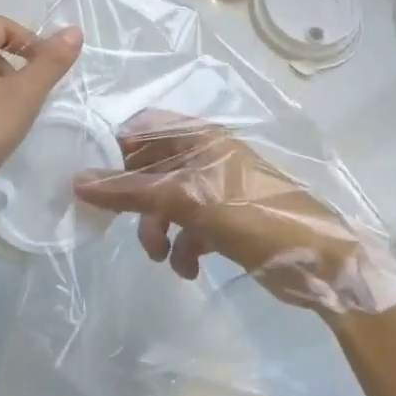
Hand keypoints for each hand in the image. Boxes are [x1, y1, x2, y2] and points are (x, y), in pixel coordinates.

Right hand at [72, 111, 395, 314]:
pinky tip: (188, 269)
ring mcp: (216, 188)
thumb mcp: (185, 201)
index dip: (117, 148)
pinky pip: (188, 226)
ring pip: (166, 201)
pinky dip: (182, 247)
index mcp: (200, 137)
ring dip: (157, 230)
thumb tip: (77, 182)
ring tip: (161, 256)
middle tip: (121, 225)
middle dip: (136, 200)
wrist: (318, 263)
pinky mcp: (225, 219)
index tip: (97, 179)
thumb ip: (130, 191)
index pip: (144, 126)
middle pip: (151, 167)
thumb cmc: (251, 216)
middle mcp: (206, 156)